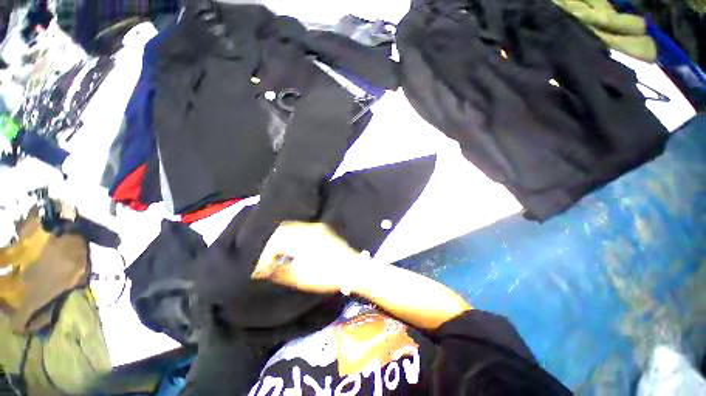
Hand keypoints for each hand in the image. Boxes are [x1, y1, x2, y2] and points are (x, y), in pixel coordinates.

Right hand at [252, 222, 360, 293]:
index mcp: (302, 237)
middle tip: (268, 259)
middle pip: (284, 230)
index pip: (276, 240)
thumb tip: (265, 270)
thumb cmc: (327, 274)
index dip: (266, 254)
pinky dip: (294, 237)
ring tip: (278, 254)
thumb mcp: (301, 277)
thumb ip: (280, 271)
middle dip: (273, 244)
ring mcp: (318, 228)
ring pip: (293, 228)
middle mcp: (309, 228)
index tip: (261, 268)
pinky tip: (293, 248)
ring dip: (283, 240)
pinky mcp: (324, 231)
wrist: (354, 268)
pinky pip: (303, 230)